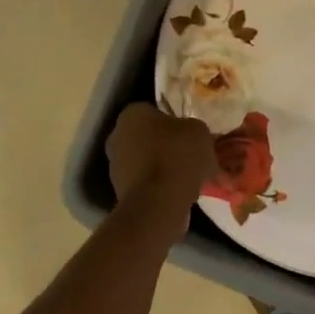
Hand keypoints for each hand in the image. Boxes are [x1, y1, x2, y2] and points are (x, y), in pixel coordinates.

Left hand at [106, 103, 215, 221]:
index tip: (188, 133)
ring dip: (162, 166)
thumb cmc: (178, 156)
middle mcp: (117, 136)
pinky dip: (159, 186)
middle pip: (146, 136)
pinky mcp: (120, 191)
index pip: (152, 110)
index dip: (173, 120)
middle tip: (190, 154)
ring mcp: (115, 166)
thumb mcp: (199, 131)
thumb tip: (190, 135)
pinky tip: (180, 193)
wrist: (159, 203)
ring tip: (189, 177)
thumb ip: (192, 128)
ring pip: (145, 161)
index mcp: (132, 114)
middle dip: (165, 144)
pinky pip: (146, 183)